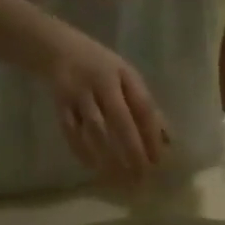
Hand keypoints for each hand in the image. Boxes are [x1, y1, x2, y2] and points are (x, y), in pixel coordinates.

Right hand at [41, 28, 168, 180]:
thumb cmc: (101, 68)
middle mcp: (101, 82)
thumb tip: (167, 139)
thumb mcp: (125, 77)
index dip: (151, 134)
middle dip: (132, 150)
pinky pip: (71, 131)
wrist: (57, 47)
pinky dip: (81, 150)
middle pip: (120, 119)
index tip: (158, 160)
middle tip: (141, 176)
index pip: (142, 106)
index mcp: (122, 74)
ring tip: (120, 177)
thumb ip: (143, 105)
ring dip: (108, 155)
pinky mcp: (60, 103)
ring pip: (95, 128)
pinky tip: (92, 167)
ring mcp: (78, 92)